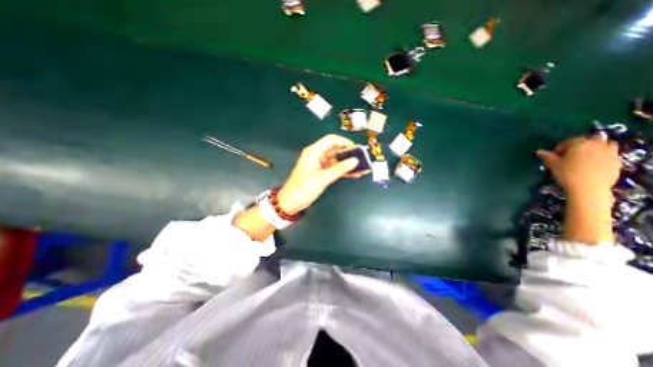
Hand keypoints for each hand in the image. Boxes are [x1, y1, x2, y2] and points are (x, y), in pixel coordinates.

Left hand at [273, 134, 359, 214]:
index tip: (356, 148)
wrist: (291, 202)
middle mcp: (317, 155)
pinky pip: (334, 168)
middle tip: (362, 158)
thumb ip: (339, 169)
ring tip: (361, 167)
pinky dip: (343, 170)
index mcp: (314, 152)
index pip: (331, 140)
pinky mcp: (321, 172)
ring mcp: (319, 164)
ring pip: (336, 159)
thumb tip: (355, 161)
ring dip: (347, 163)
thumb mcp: (322, 178)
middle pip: (335, 149)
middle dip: (348, 153)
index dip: (344, 142)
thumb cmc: (304, 188)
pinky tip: (354, 174)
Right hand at [536, 135, 621, 196]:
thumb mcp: (553, 164)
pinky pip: (610, 154)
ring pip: (605, 144)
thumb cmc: (567, 173)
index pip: (568, 141)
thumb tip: (539, 151)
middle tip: (571, 155)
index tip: (554, 156)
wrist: (588, 187)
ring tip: (586, 156)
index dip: (559, 148)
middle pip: (588, 139)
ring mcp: (610, 152)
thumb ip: (547, 156)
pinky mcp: (617, 160)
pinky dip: (603, 156)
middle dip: (579, 145)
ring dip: (596, 147)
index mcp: (579, 143)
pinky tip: (594, 165)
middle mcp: (596, 144)